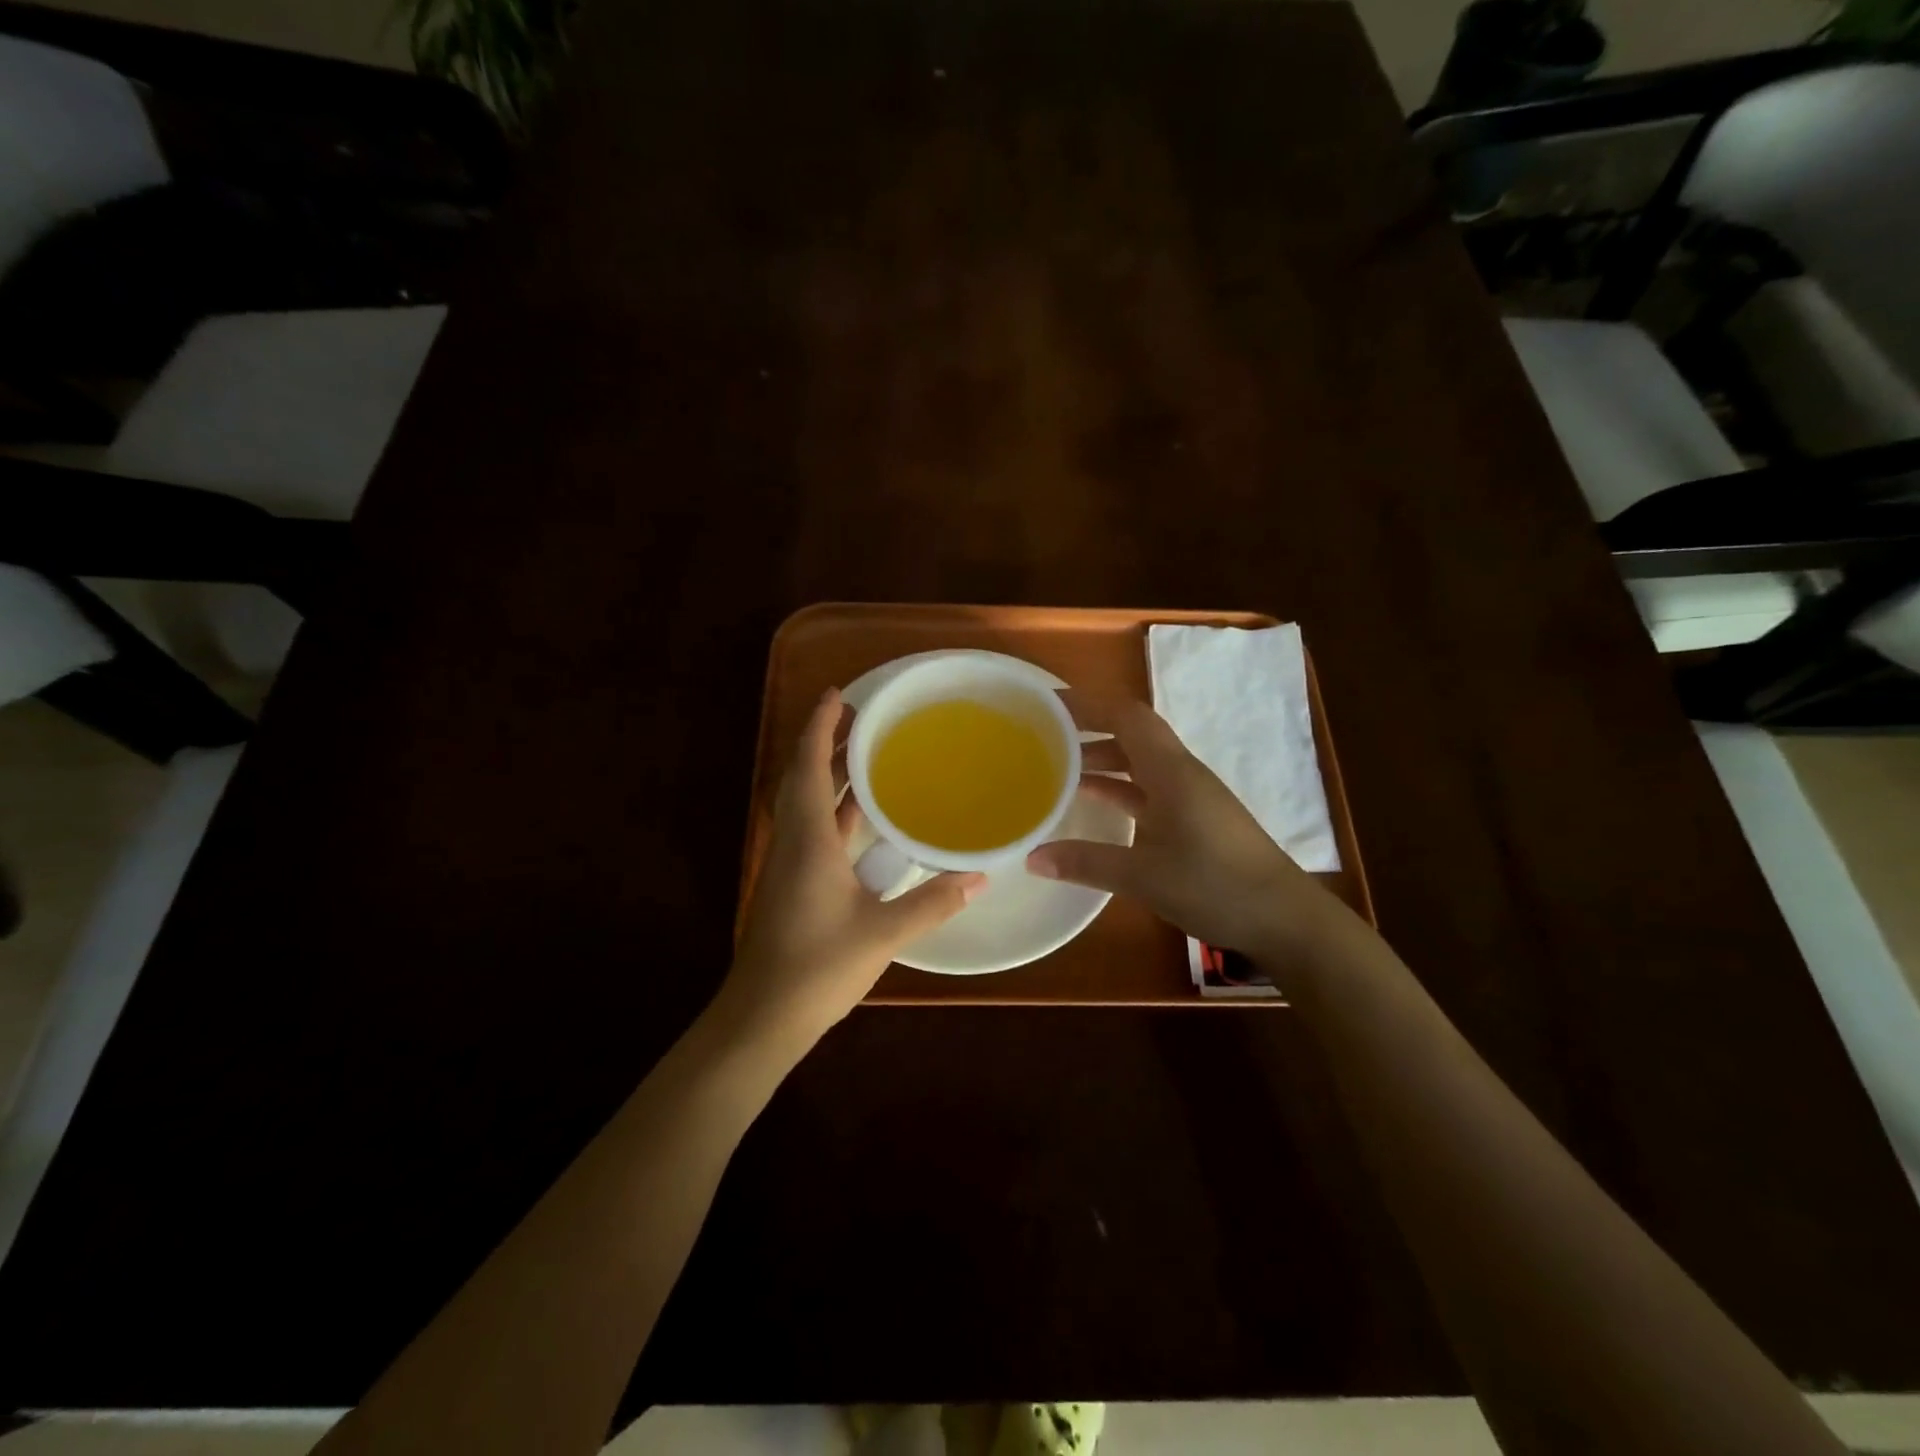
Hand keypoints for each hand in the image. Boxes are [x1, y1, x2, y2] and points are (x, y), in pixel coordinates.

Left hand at [721, 688, 984, 1044]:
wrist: (762, 1018)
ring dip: (831, 776)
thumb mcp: (882, 933)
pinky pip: (814, 830)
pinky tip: (863, 818)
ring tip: (867, 755)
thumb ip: (932, 902)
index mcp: (808, 839)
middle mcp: (793, 842)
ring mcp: (790, 865)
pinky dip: (835, 811)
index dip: (820, 726)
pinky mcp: (793, 885)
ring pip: (808, 804)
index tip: (839, 695)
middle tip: (863, 719)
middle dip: (827, 742)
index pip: (809, 766)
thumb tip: (979, 876)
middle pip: (804, 777)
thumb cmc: (817, 967)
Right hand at [1028, 692, 1337, 956]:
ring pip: (1140, 761)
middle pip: (1132, 732)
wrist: (1284, 919)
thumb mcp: (1143, 877)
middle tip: (1045, 731)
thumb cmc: (1215, 886)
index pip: (1127, 716)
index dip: (1088, 703)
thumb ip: (1086, 862)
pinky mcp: (1194, 818)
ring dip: (1103, 757)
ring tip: (1059, 765)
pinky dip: (1119, 786)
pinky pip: (1148, 787)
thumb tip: (1031, 857)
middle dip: (1090, 726)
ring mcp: (1190, 796)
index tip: (1048, 703)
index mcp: (1171, 771)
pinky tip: (1092, 800)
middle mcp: (1181, 773)